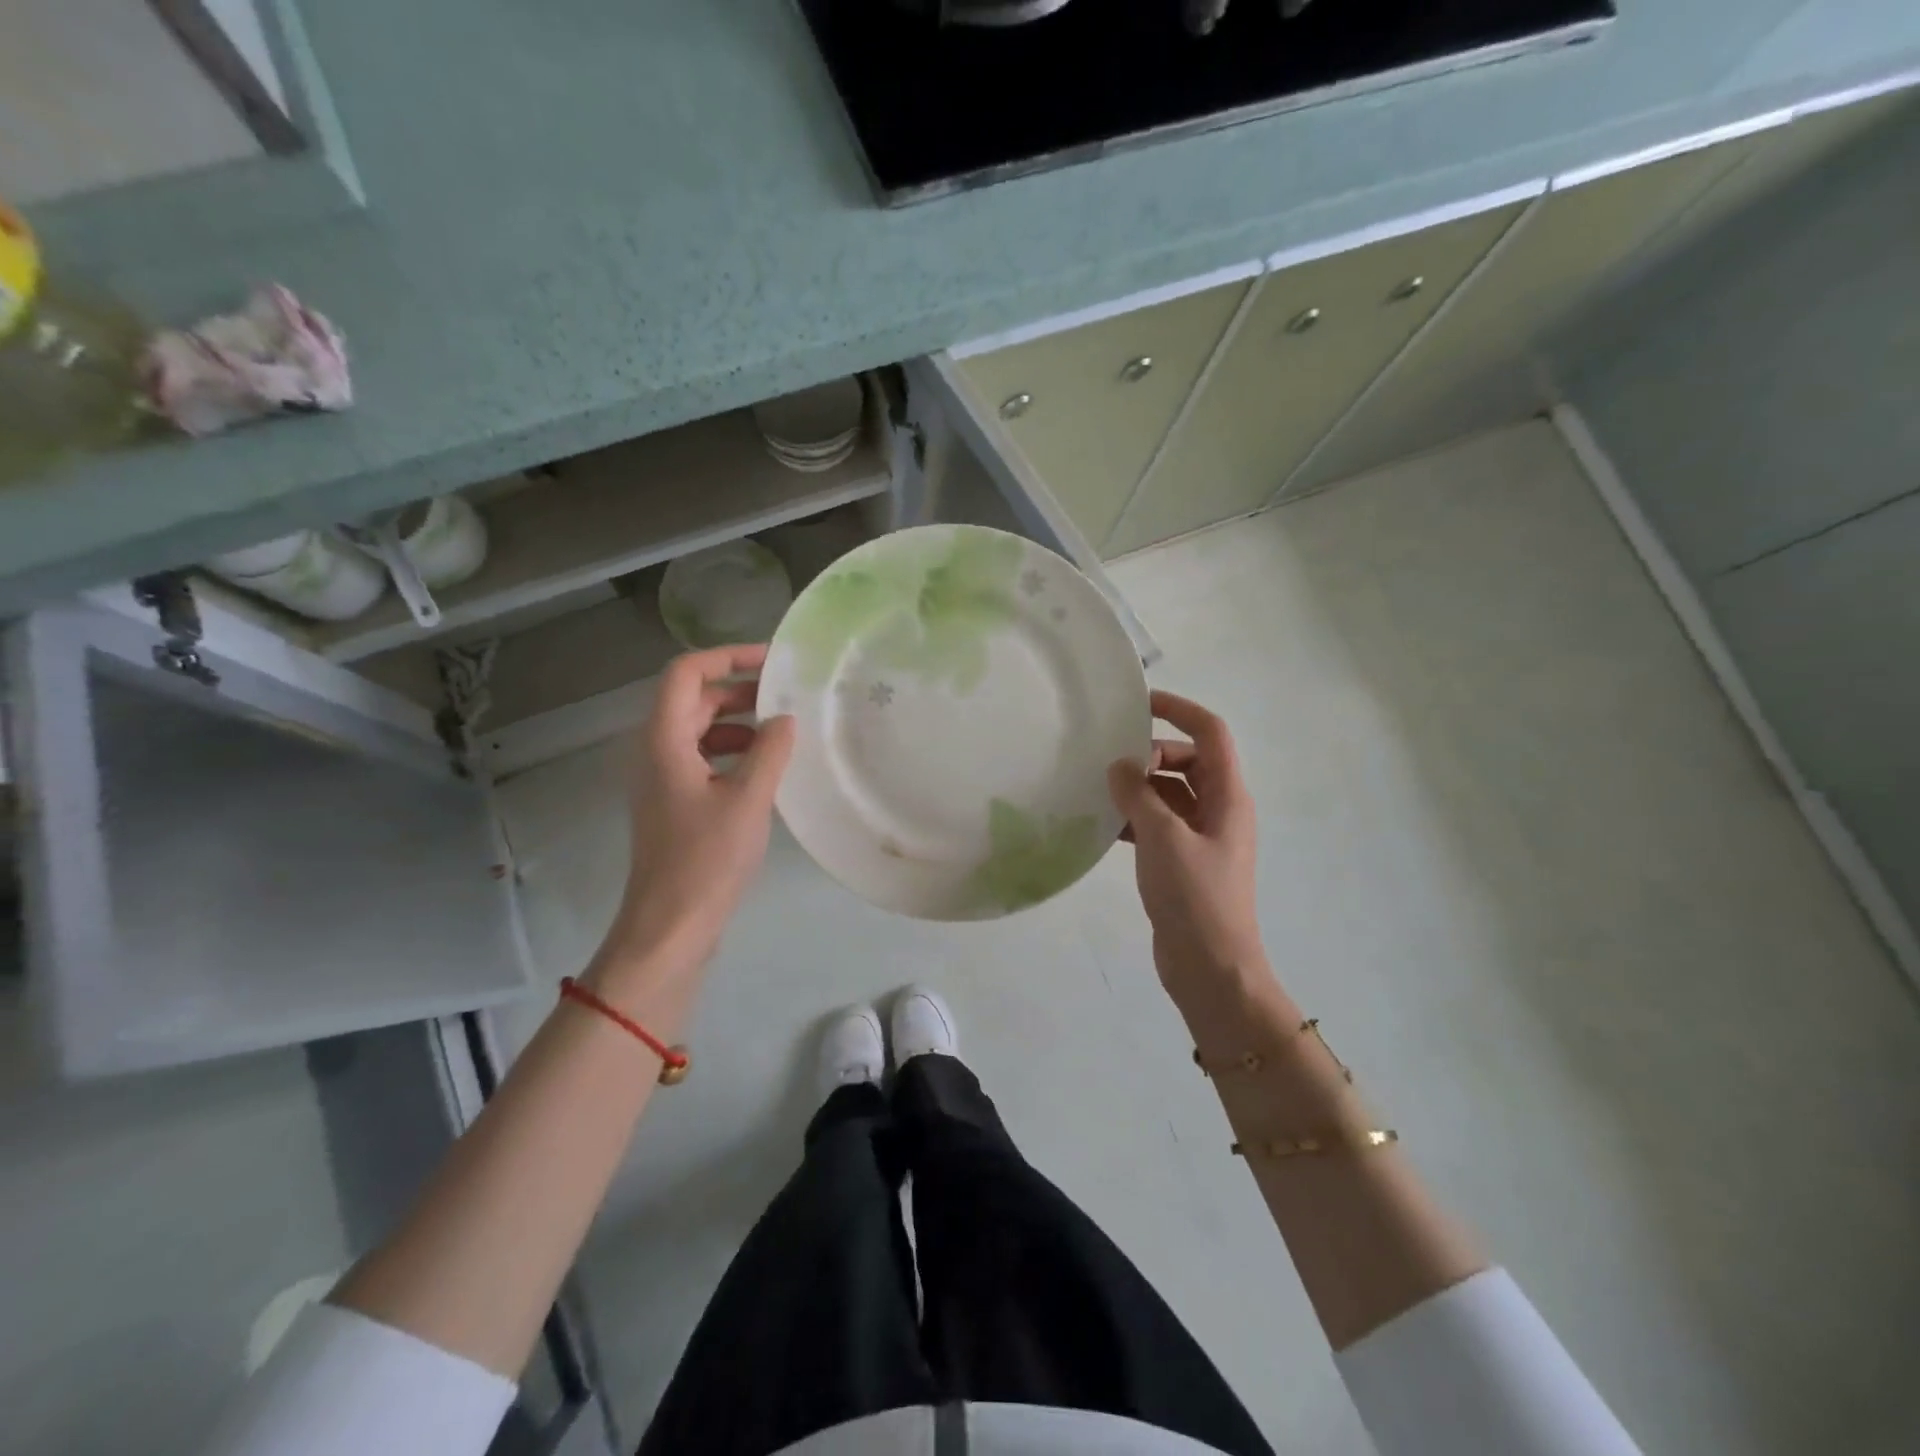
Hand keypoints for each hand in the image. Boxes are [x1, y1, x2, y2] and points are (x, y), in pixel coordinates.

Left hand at [593, 645, 795, 993]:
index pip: (686, 672)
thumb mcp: (748, 799)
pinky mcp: (675, 804)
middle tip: (787, 695)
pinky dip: (735, 753)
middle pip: (694, 700)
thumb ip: (770, 750)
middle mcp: (656, 751)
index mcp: (665, 740)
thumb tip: (785, 718)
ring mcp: (664, 779)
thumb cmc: (706, 859)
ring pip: (701, 731)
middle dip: (739, 690)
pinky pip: (704, 760)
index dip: (727, 656)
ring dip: (740, 723)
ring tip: (784, 732)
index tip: (772, 660)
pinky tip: (768, 769)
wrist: (671, 927)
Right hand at [1108, 691, 1266, 998]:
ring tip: (1099, 791)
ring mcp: (1201, 838)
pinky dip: (1134, 818)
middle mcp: (1219, 810)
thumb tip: (1120, 766)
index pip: (1210, 733)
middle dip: (1151, 755)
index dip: (1179, 709)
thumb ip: (1140, 795)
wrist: (1211, 968)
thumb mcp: (1163, 838)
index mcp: (1228, 797)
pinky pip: (1158, 824)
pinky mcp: (1182, 862)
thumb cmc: (1195, 898)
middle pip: (1187, 761)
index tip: (1139, 704)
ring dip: (1139, 788)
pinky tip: (1103, 826)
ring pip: (1169, 794)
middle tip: (1112, 765)